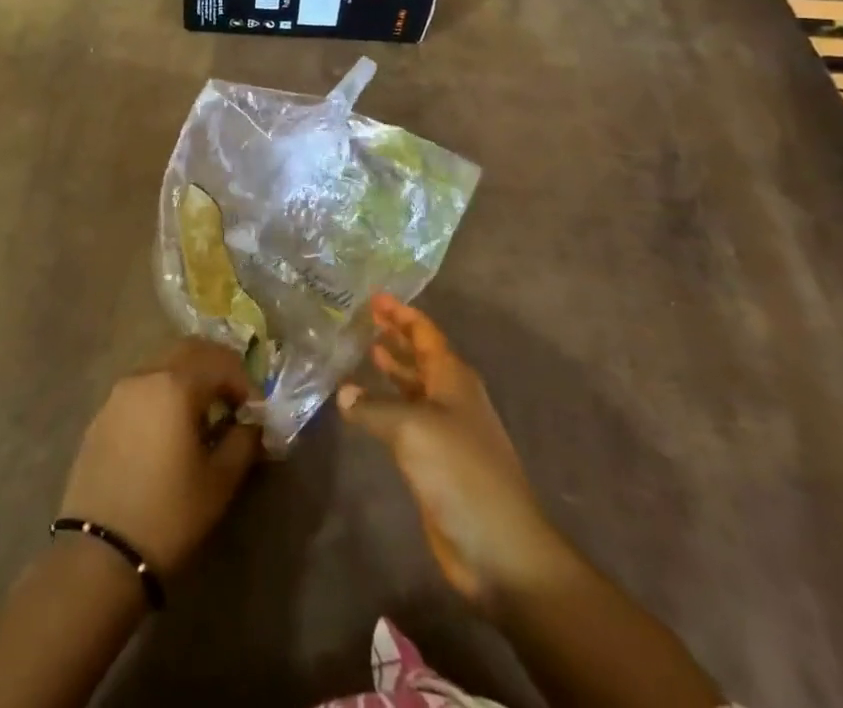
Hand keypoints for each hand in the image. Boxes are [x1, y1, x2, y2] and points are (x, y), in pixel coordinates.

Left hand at [58, 339, 261, 577]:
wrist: (99, 554)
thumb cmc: (169, 515)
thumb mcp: (219, 481)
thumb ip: (243, 441)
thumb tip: (253, 423)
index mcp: (175, 384)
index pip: (221, 362)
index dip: (245, 382)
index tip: (256, 412)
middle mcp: (145, 375)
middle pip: (189, 350)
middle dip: (217, 367)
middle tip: (234, 400)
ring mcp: (118, 392)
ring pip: (162, 364)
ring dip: (188, 377)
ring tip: (203, 415)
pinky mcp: (101, 414)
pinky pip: (141, 387)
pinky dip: (162, 393)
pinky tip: (169, 429)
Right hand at [340, 295, 553, 610]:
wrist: (499, 546)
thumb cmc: (460, 471)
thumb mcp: (411, 428)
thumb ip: (373, 407)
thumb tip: (344, 392)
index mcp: (453, 378)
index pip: (425, 333)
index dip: (401, 314)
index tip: (375, 296)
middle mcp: (451, 397)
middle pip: (421, 355)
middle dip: (396, 335)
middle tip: (365, 317)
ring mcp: (446, 430)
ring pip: (414, 386)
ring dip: (393, 368)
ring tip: (365, 349)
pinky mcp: (437, 461)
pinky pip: (407, 419)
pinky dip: (388, 404)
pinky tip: (365, 405)